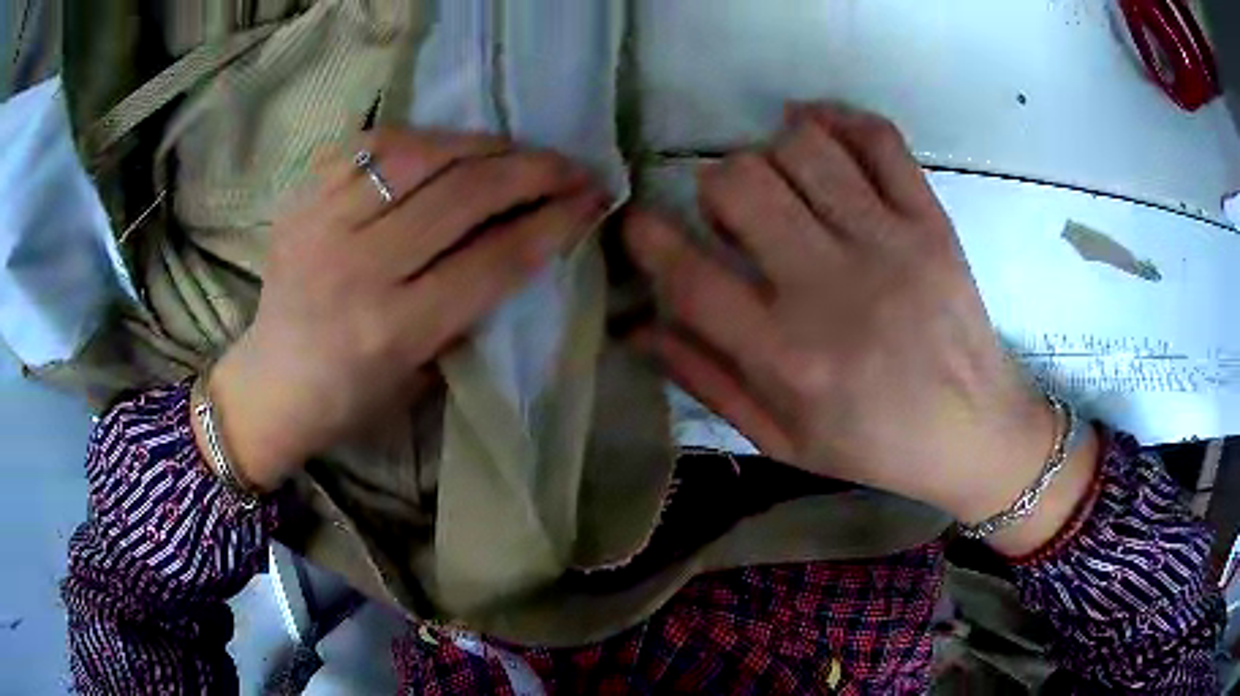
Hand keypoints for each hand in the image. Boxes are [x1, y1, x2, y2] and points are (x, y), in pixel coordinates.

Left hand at [199, 129, 609, 491]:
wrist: (270, 383)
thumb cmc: (351, 397)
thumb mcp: (424, 374)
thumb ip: (472, 305)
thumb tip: (527, 236)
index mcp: (393, 328)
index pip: (495, 257)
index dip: (555, 221)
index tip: (594, 200)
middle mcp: (357, 268)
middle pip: (463, 194)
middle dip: (534, 171)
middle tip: (572, 166)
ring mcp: (323, 222)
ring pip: (421, 154)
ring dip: (485, 145)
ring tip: (518, 151)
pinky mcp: (302, 197)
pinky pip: (373, 144)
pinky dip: (424, 138)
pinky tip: (450, 147)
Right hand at [624, 104, 1092, 539]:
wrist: (974, 431)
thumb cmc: (874, 445)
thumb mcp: (781, 439)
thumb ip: (706, 379)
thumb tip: (637, 326)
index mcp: (787, 355)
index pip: (688, 273)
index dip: (645, 235)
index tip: (639, 222)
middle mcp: (832, 287)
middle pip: (739, 183)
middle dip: (715, 186)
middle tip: (733, 213)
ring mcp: (889, 244)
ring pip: (802, 145)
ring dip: (773, 152)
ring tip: (785, 184)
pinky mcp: (931, 221)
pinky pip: (877, 137)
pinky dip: (837, 121)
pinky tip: (821, 135)